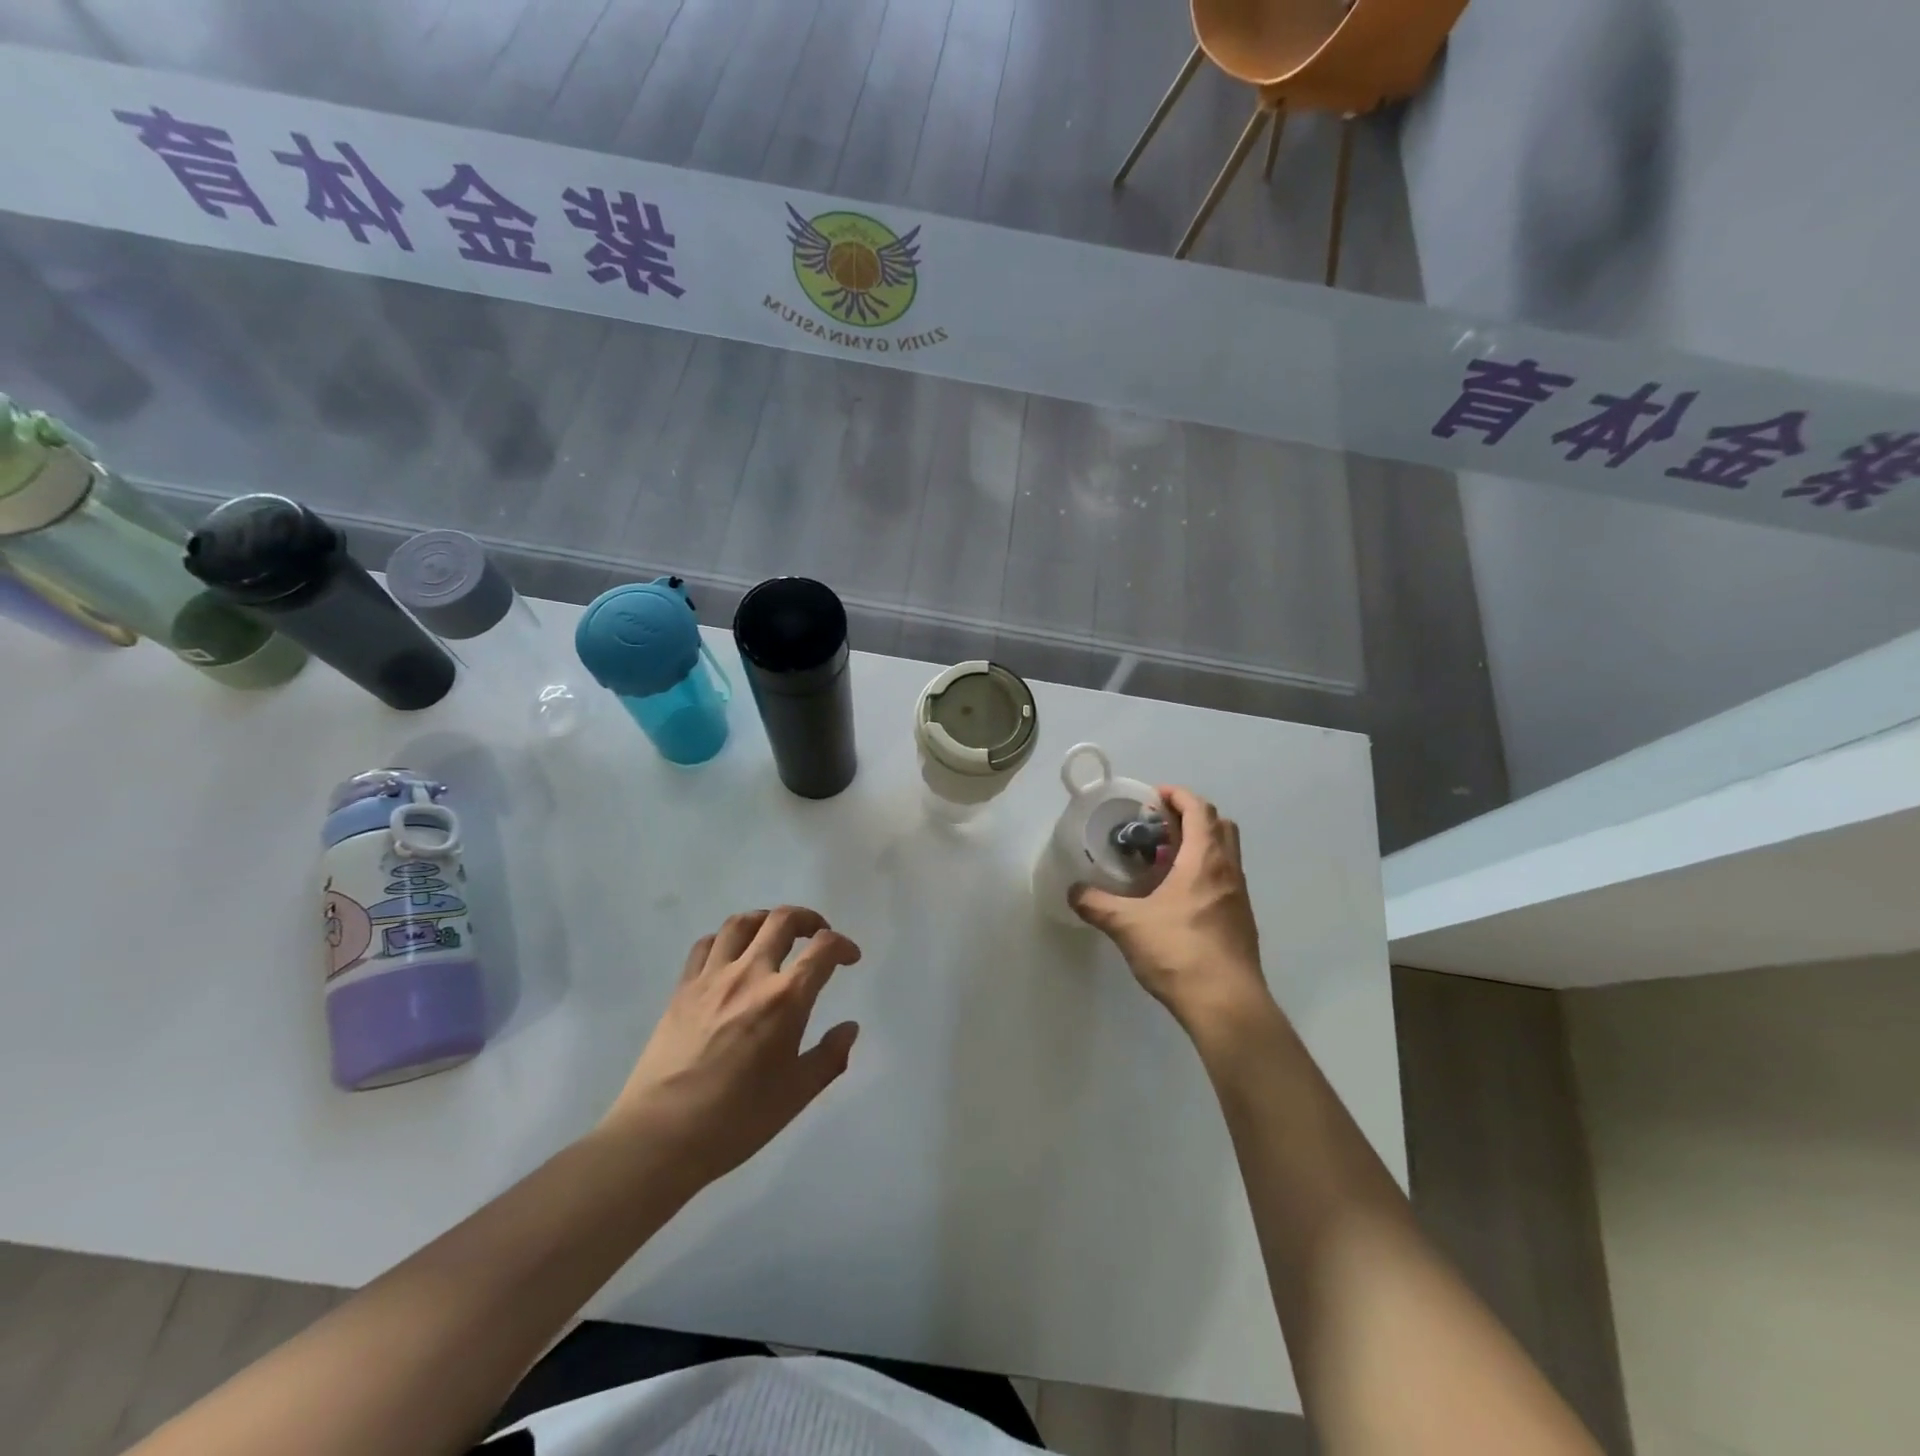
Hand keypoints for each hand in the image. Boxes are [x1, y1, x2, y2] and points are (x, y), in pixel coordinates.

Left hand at [602, 906, 861, 1184]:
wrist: (660, 1135)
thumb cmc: (737, 1119)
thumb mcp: (797, 1094)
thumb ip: (830, 1057)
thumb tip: (849, 1028)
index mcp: (785, 999)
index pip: (823, 949)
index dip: (843, 946)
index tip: (850, 958)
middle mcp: (750, 974)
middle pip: (782, 920)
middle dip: (808, 919)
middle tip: (817, 934)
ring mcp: (712, 978)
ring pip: (741, 923)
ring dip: (766, 920)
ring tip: (775, 935)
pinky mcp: (683, 988)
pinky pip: (707, 944)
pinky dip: (727, 939)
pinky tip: (732, 956)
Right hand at [1070, 787, 1273, 1040]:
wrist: (1226, 1004)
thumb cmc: (1179, 952)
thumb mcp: (1128, 926)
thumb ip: (1097, 905)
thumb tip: (1073, 892)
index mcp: (1205, 859)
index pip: (1199, 809)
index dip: (1178, 796)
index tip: (1155, 796)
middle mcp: (1228, 870)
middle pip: (1220, 825)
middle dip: (1192, 817)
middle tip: (1160, 826)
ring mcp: (1239, 897)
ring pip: (1225, 854)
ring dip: (1200, 846)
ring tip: (1165, 860)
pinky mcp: (1241, 921)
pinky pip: (1225, 880)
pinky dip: (1204, 873)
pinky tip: (1178, 897)